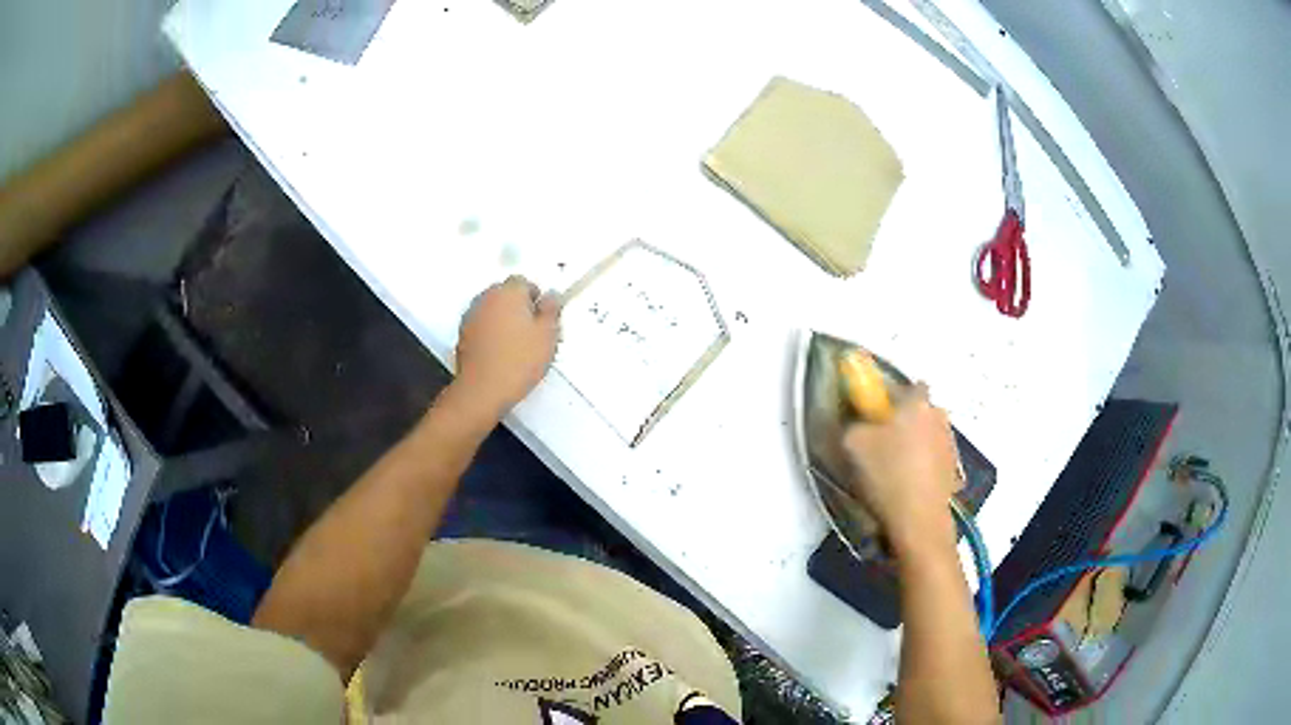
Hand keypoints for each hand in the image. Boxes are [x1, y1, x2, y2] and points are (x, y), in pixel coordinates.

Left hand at [455, 276, 560, 415]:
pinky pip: (482, 326)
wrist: (482, 390)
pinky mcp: (462, 334)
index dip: (536, 300)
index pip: (525, 282)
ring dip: (504, 321)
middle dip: (519, 309)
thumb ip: (551, 310)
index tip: (543, 320)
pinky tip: (499, 354)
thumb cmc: (519, 361)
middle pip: (507, 294)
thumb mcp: (548, 335)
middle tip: (532, 334)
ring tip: (515, 347)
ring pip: (493, 310)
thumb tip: (551, 296)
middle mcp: (486, 298)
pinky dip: (490, 334)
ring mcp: (471, 315)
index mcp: (508, 292)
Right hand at [843, 383, 961, 555]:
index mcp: (917, 402)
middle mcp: (939, 416)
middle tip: (881, 443)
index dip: (891, 397)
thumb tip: (857, 423)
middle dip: (903, 422)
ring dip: (913, 445)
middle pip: (919, 411)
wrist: (918, 520)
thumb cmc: (887, 474)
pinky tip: (905, 487)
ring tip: (892, 470)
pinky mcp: (953, 471)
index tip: (876, 415)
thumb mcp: (852, 444)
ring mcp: (950, 444)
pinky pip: (933, 459)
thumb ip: (853, 423)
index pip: (907, 385)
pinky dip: (921, 467)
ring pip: (927, 436)